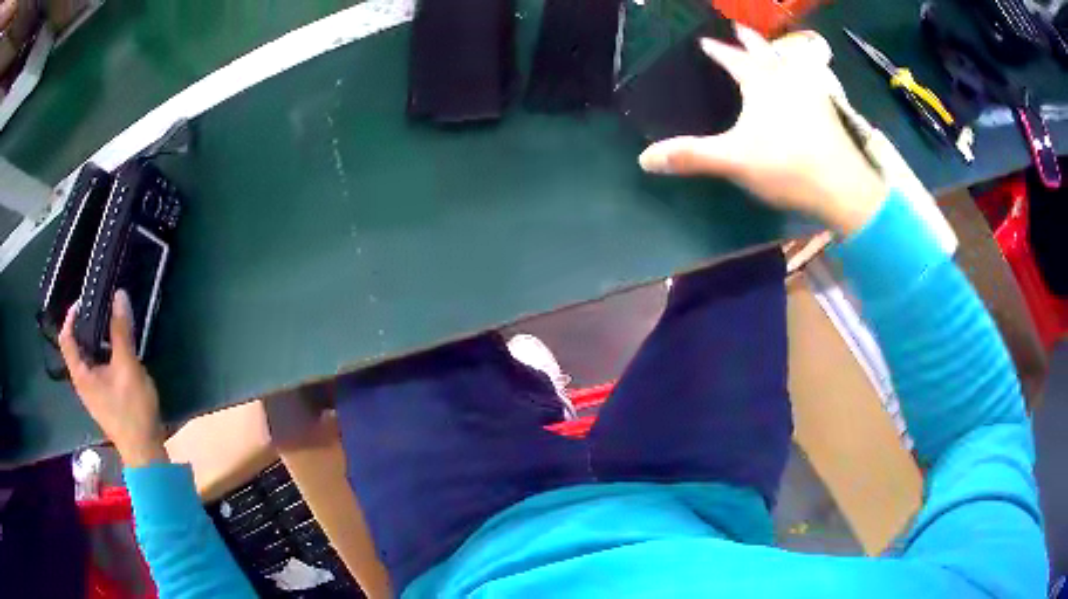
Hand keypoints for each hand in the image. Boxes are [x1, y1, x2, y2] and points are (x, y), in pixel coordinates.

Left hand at [59, 291, 166, 467]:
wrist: (145, 453)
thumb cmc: (131, 411)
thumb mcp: (127, 367)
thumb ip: (121, 332)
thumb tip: (119, 295)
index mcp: (81, 375)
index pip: (66, 338)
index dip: (71, 316)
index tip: (85, 299)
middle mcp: (83, 382)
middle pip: (77, 346)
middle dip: (87, 324)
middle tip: (102, 306)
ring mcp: (94, 393)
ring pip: (89, 358)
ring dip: (97, 338)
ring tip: (112, 323)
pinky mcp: (105, 399)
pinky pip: (99, 368)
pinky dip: (104, 353)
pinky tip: (119, 350)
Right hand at [637, 25, 886, 234]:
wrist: (843, 188)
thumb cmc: (787, 166)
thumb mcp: (734, 160)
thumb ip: (691, 156)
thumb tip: (644, 159)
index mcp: (761, 82)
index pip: (733, 57)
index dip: (718, 49)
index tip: (705, 41)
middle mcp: (787, 78)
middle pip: (764, 50)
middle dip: (749, 38)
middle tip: (738, 27)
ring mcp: (811, 93)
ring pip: (790, 63)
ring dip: (777, 53)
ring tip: (771, 51)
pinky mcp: (828, 111)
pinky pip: (808, 81)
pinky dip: (798, 74)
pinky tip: (802, 85)